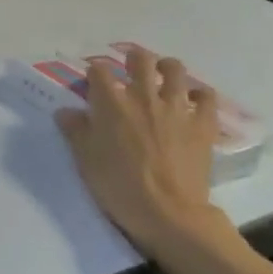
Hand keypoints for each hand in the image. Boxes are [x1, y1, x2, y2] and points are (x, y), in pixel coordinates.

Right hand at [56, 46, 228, 259]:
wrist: (168, 213)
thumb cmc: (119, 185)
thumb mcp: (85, 159)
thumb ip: (75, 131)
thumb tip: (66, 112)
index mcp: (111, 102)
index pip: (98, 70)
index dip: (94, 74)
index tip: (93, 84)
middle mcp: (143, 96)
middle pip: (140, 59)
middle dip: (133, 60)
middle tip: (130, 71)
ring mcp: (176, 108)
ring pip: (175, 70)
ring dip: (167, 69)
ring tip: (163, 77)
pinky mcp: (202, 125)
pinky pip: (207, 97)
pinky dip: (200, 95)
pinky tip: (193, 101)